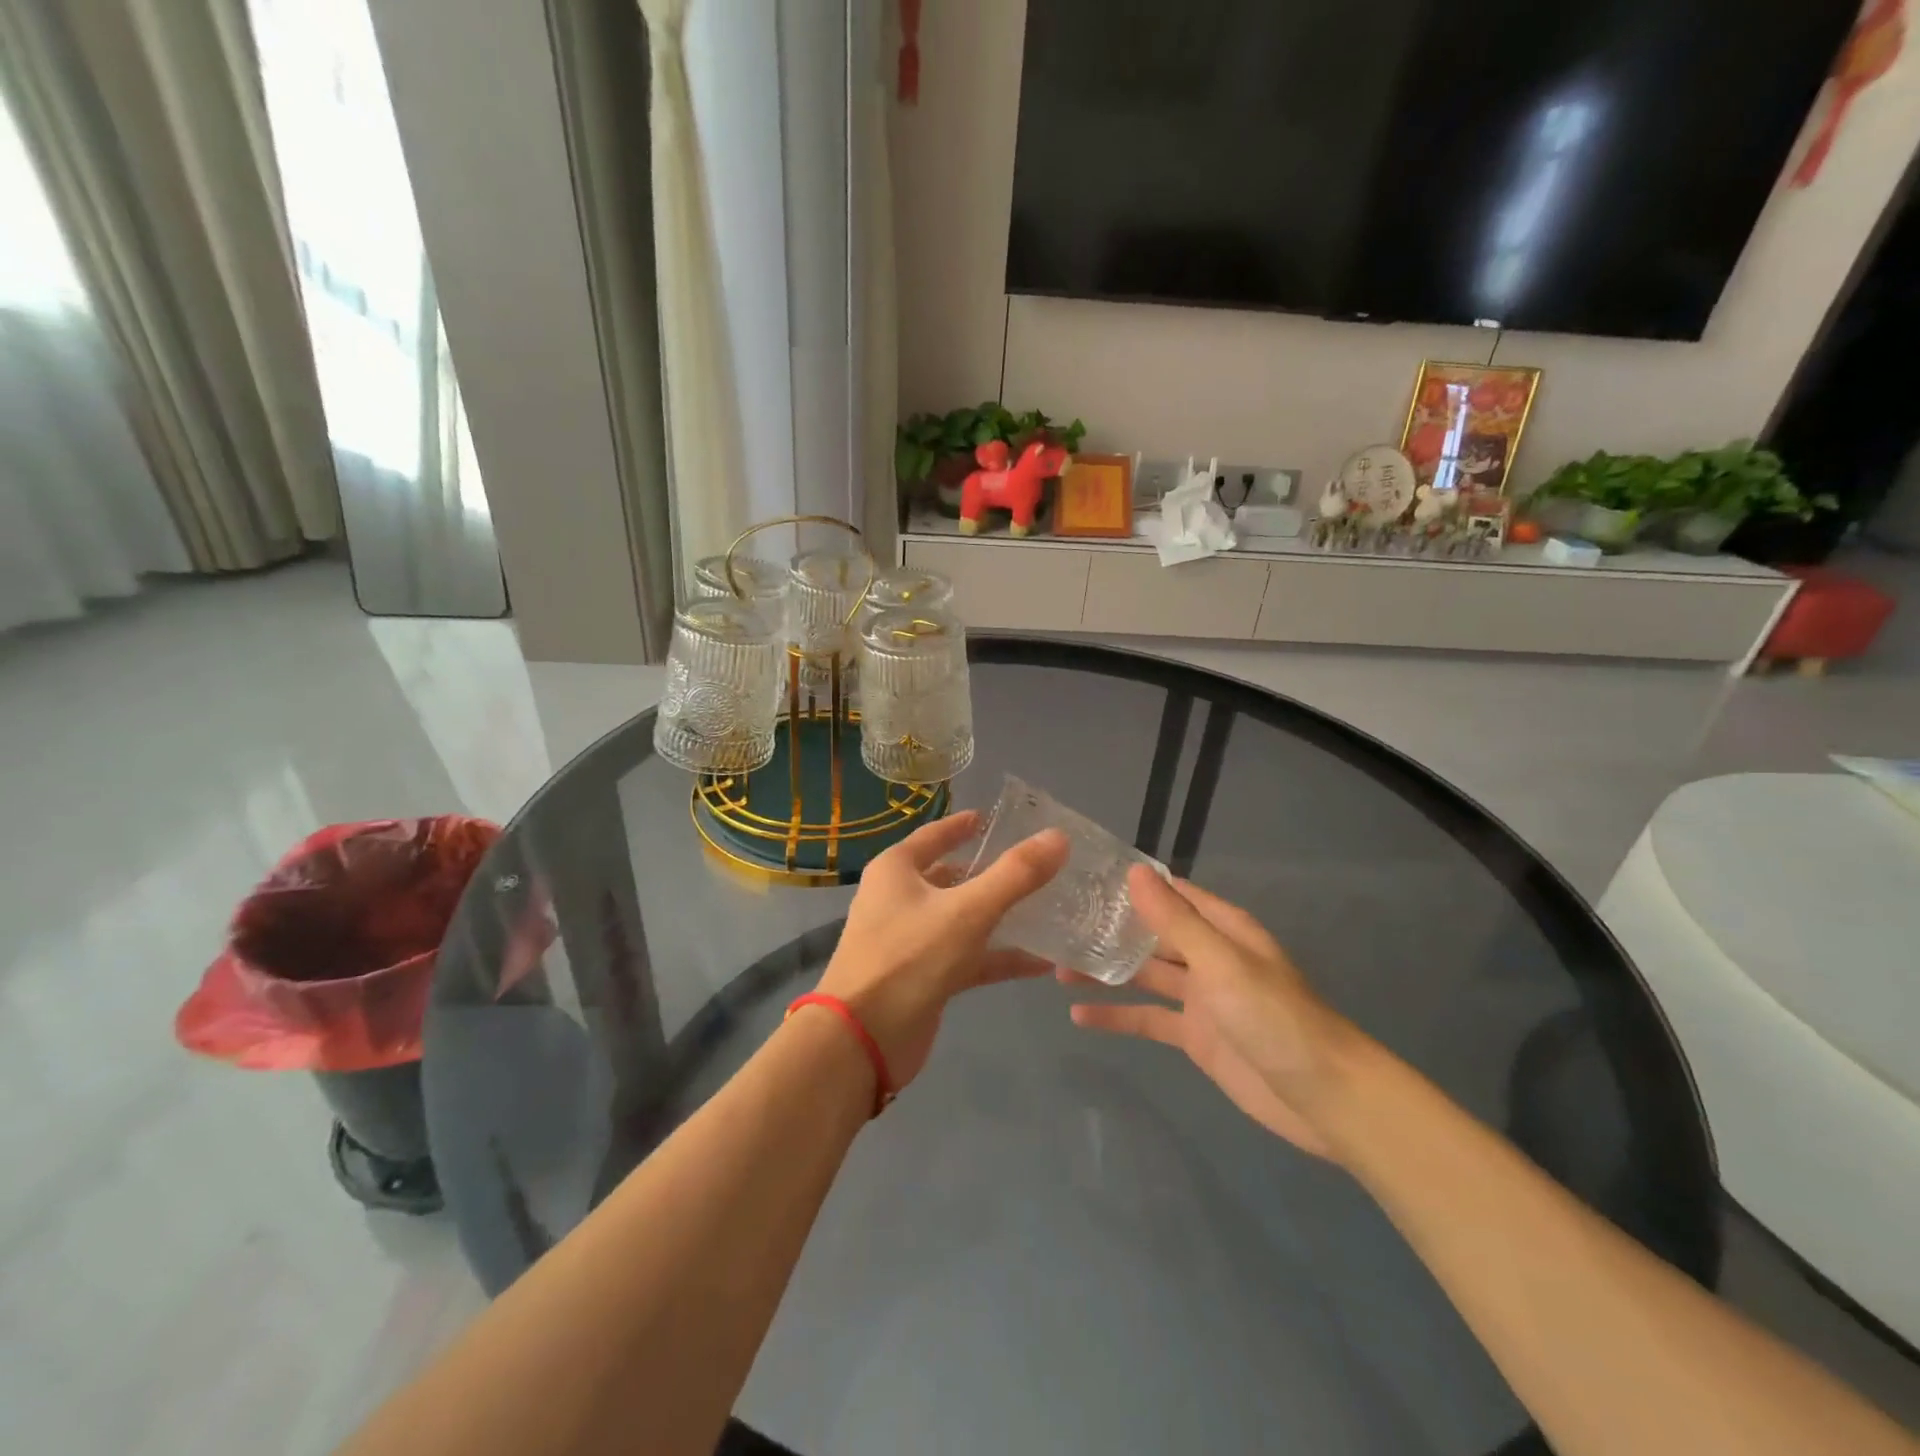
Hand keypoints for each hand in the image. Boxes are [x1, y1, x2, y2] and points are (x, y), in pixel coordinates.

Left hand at [813, 811, 1067, 1089]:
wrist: (862, 1041)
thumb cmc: (908, 958)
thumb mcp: (967, 911)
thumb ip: (1015, 875)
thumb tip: (1058, 837)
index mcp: (897, 870)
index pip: (935, 835)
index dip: (963, 826)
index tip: (992, 819)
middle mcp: (900, 899)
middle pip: (952, 877)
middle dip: (990, 873)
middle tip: (1036, 865)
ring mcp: (912, 940)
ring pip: (963, 919)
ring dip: (1000, 916)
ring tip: (1048, 909)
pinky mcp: (925, 977)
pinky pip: (968, 958)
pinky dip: (999, 957)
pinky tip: (1041, 963)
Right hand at [1062, 868, 1365, 1158]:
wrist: (1325, 1098)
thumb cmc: (1275, 1017)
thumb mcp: (1222, 963)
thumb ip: (1175, 921)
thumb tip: (1134, 872)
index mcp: (1221, 929)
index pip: (1171, 894)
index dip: (1131, 885)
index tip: (1085, 878)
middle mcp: (1208, 956)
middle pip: (1152, 935)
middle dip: (1110, 929)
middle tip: (1057, 924)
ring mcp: (1201, 999)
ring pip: (1144, 976)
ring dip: (1106, 972)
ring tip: (1055, 967)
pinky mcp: (1195, 1037)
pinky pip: (1149, 1019)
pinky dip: (1117, 1016)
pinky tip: (1079, 1015)